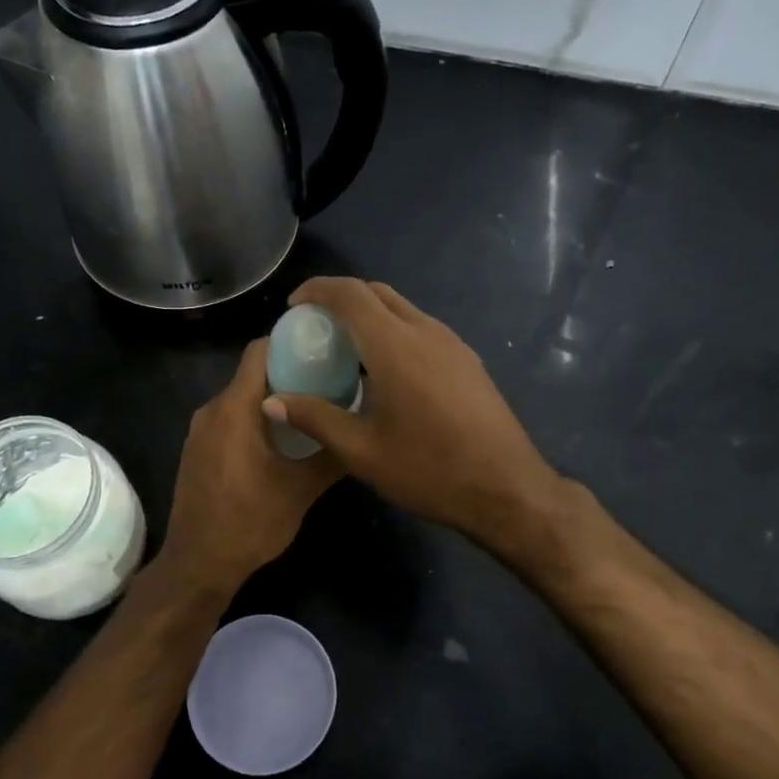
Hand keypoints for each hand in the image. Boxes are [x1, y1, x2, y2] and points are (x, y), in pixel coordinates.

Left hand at [155, 338, 341, 596]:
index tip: (323, 347)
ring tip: (312, 408)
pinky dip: (255, 418)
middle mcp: (211, 410)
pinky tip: (282, 438)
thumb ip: (331, 455)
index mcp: (234, 409)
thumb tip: (361, 431)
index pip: (258, 352)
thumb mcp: (301, 490)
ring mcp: (200, 431)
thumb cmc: (250, 523)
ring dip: (272, 397)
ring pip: (241, 398)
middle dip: (288, 371)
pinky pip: (229, 418)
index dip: (289, 342)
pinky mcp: (197, 450)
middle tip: (329, 379)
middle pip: (251, 373)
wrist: (198, 564)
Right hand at [261, 278, 566, 559]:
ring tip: (346, 349)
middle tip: (315, 326)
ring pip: (403, 308)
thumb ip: (315, 418)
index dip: (317, 290)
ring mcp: (452, 343)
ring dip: (370, 315)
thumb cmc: (429, 470)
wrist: (507, 488)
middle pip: (377, 293)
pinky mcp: (468, 360)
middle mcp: (425, 332)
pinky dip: (393, 331)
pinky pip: (421, 328)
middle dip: (341, 298)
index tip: (294, 306)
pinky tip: (385, 371)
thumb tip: (272, 402)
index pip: (351, 294)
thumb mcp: (362, 451)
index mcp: (395, 346)